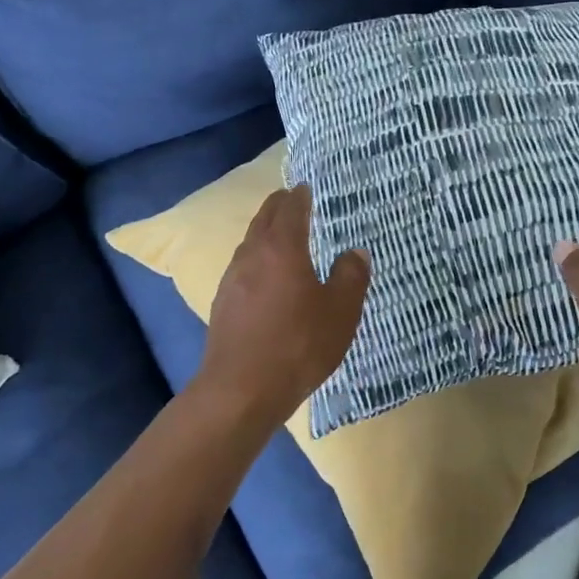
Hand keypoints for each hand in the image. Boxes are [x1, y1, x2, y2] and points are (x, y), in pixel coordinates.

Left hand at [195, 183, 369, 432]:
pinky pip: (242, 267)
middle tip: (293, 201)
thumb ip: (351, 277)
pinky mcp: (222, 303)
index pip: (290, 208)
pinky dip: (256, 258)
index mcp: (282, 248)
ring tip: (281, 236)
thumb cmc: (298, 344)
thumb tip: (355, 253)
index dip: (300, 196)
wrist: (241, 390)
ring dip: (265, 232)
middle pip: (263, 218)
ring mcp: (232, 279)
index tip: (306, 188)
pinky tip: (264, 277)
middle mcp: (252, 254)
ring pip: (250, 242)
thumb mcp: (341, 311)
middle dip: (279, 206)